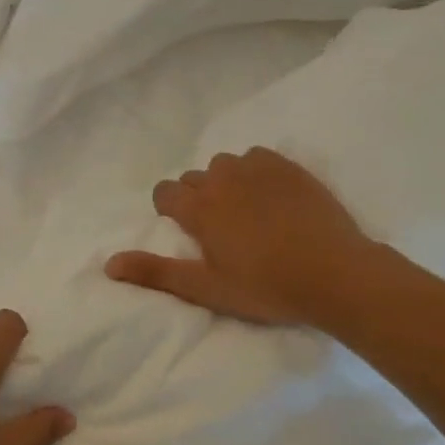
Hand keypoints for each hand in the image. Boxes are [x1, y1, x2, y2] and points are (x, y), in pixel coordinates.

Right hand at [106, 146, 381, 328]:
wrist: (335, 274)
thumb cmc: (265, 287)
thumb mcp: (205, 288)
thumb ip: (155, 272)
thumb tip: (108, 264)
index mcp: (199, 209)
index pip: (165, 191)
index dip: (169, 209)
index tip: (187, 230)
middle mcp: (222, 180)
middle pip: (194, 178)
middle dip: (197, 197)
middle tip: (219, 229)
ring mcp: (258, 170)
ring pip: (225, 164)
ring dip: (225, 181)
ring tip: (245, 210)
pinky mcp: (290, 168)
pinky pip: (258, 157)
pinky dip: (255, 171)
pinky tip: (270, 195)